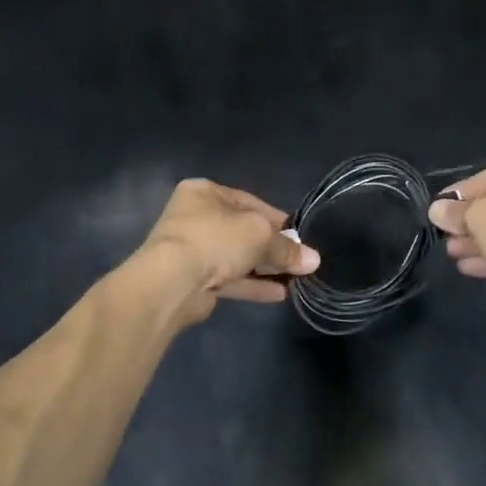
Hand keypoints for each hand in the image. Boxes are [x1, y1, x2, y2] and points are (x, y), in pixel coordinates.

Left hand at [134, 179, 319, 328]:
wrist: (172, 282)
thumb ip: (286, 248)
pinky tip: (278, 294)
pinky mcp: (193, 280)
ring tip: (295, 279)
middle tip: (298, 259)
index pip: (248, 201)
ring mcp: (192, 250)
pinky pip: (229, 279)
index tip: (298, 235)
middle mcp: (195, 217)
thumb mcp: (260, 235)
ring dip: (264, 267)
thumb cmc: (215, 239)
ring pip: (236, 257)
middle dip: (271, 246)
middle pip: (242, 230)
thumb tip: (313, 259)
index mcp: (204, 192)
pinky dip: (252, 285)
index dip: (275, 218)